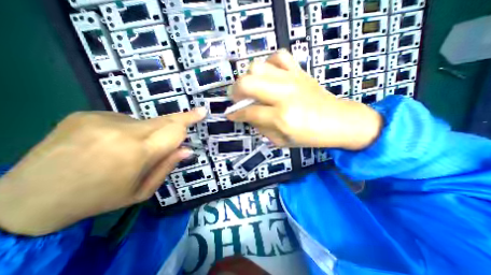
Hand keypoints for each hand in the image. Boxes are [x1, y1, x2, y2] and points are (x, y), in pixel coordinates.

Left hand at [0, 109, 204, 234]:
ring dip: (148, 132)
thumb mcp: (141, 191)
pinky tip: (111, 144)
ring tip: (130, 150)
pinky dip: (128, 130)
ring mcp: (101, 119)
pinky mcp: (87, 114)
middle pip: (163, 120)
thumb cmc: (99, 199)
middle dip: (178, 121)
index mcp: (136, 153)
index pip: (174, 130)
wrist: (27, 199)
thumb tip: (187, 149)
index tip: (202, 111)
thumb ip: (167, 167)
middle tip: (189, 119)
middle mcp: (121, 131)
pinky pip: (124, 119)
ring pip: (145, 121)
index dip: (189, 119)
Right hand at [226, 51, 382, 150]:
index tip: (229, 114)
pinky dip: (269, 63)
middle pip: (248, 83)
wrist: (339, 120)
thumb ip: (261, 128)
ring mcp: (293, 79)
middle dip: (235, 91)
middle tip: (235, 98)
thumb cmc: (310, 136)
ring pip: (258, 66)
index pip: (249, 112)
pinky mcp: (300, 71)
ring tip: (250, 87)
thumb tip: (247, 116)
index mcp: (282, 117)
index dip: (235, 114)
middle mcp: (284, 95)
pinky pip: (279, 56)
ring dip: (248, 77)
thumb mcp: (281, 141)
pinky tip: (269, 75)